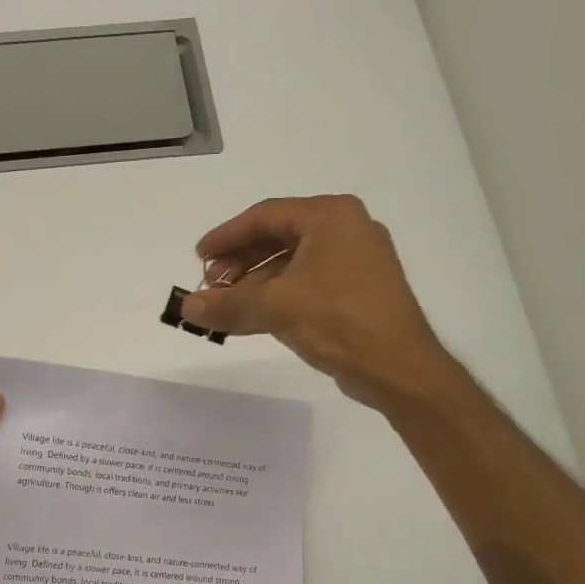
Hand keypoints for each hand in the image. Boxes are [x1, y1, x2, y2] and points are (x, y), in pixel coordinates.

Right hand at [181, 195, 455, 408]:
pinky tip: (250, 319)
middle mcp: (346, 230)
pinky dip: (277, 299)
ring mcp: (354, 263)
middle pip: (278, 239)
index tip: (198, 258)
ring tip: (225, 307)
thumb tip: (186, 306)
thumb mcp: (275, 307)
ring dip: (254, 286)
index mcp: (331, 216)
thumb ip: (227, 304)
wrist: (397, 367)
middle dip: (239, 264)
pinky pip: (306, 286)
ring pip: (291, 266)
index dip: (226, 237)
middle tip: (210, 286)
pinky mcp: (356, 293)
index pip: (265, 216)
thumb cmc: (338, 320)